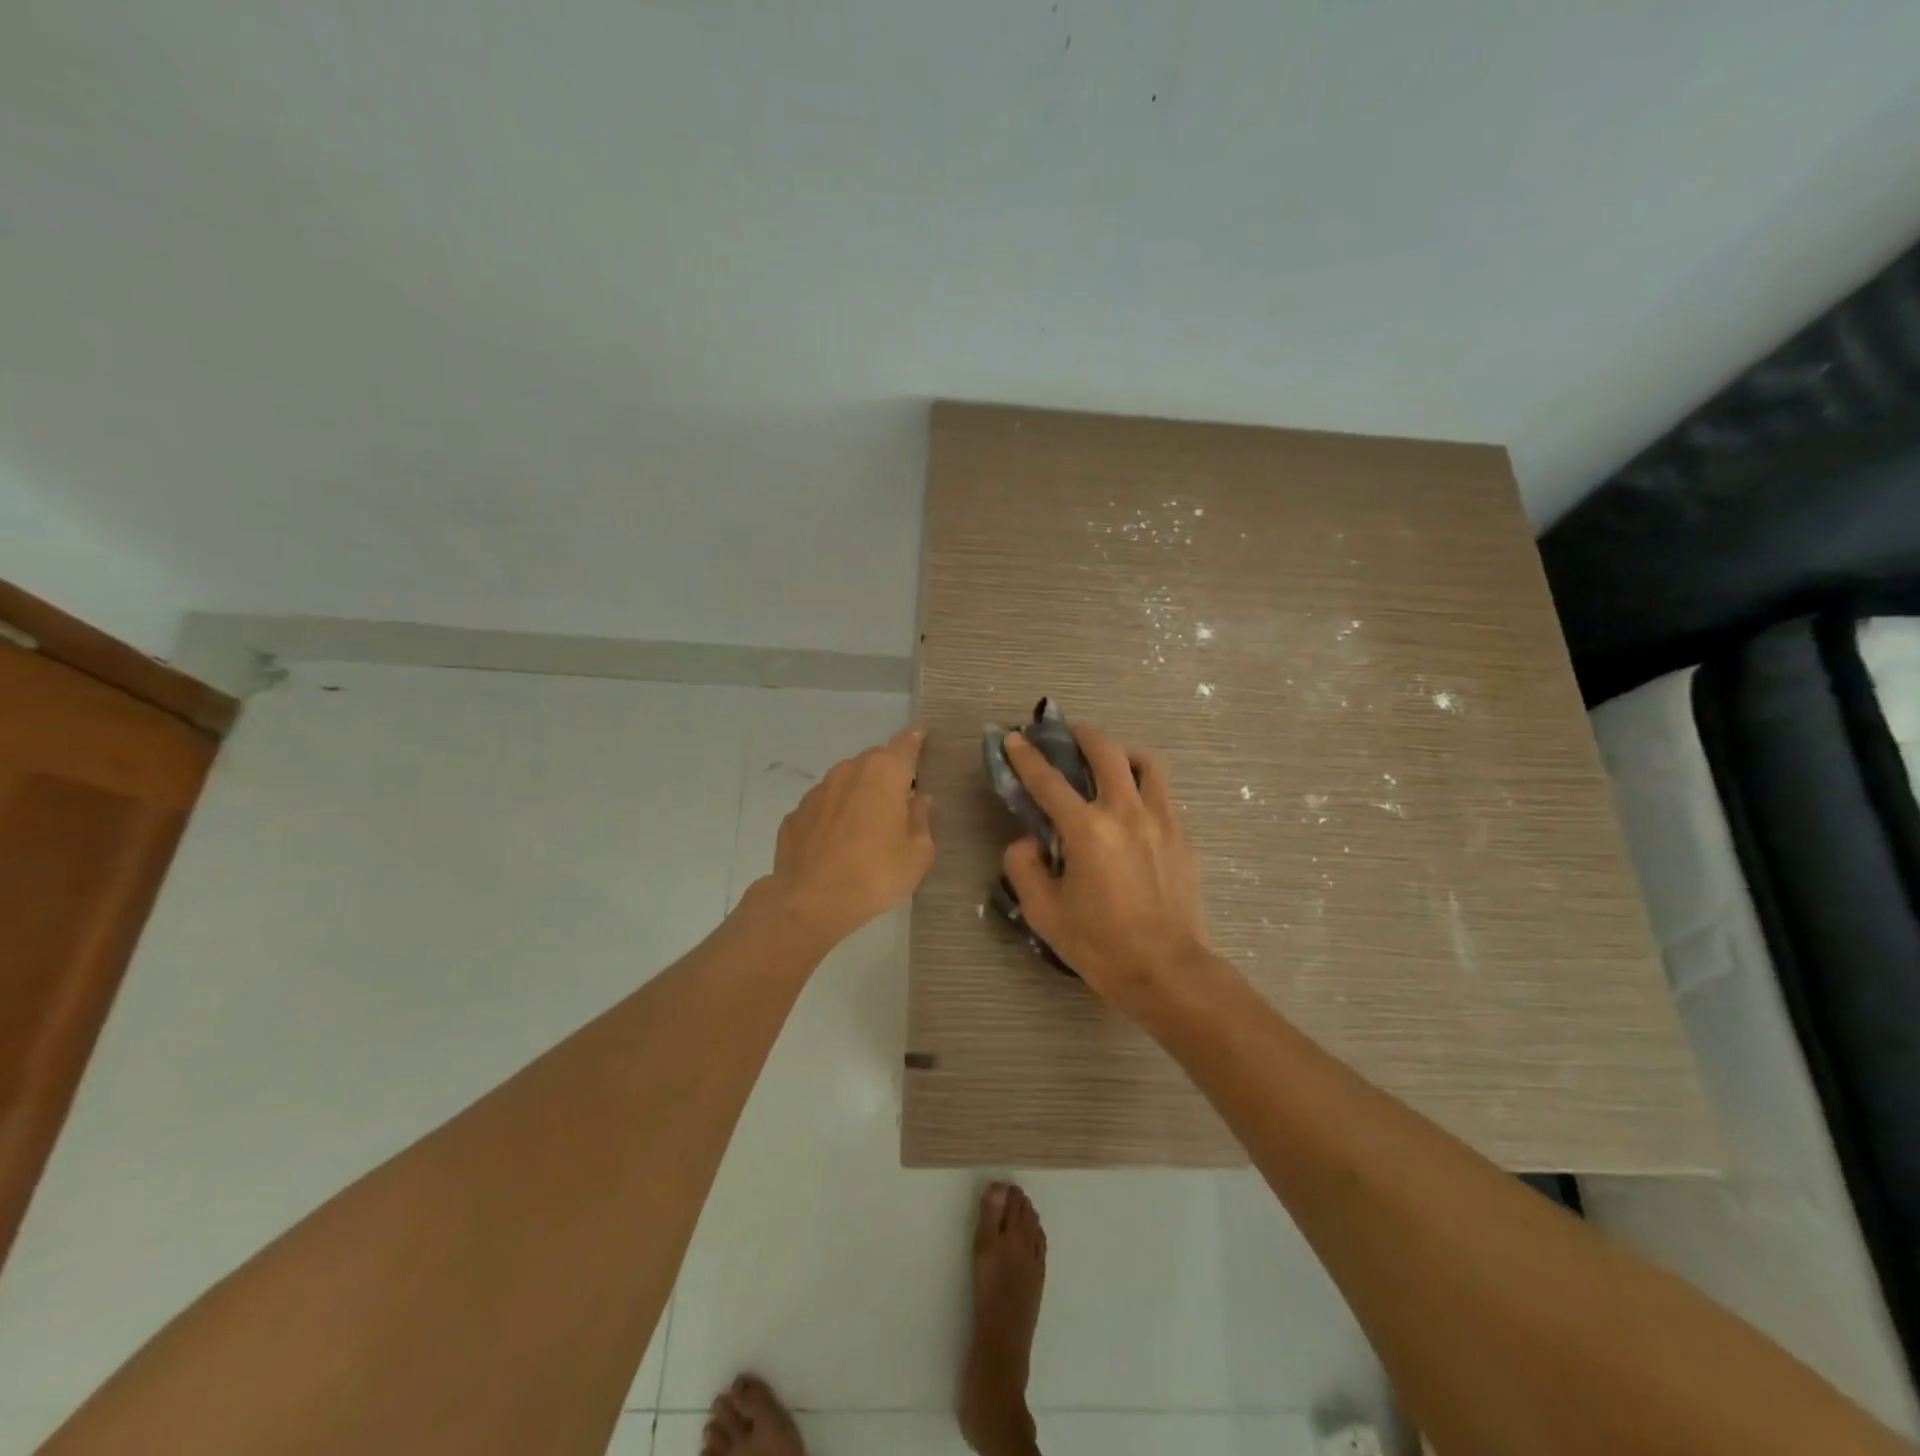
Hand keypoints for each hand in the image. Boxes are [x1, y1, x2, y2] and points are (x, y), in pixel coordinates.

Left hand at [759, 727, 934, 949]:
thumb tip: (918, 800)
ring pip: (846, 782)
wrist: (809, 902)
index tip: (923, 735)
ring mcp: (817, 791)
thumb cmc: (875, 874)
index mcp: (884, 772)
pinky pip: (825, 807)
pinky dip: (834, 816)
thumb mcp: (917, 853)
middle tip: (900, 801)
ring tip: (867, 826)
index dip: (917, 738)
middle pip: (875, 762)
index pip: (906, 742)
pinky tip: (838, 843)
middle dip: (889, 774)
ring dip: (859, 795)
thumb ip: (921, 819)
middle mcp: (849, 771)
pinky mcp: (795, 814)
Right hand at [1001, 723, 1208, 1007]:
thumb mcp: (1043, 912)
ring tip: (1110, 763)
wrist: (1168, 970)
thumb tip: (1028, 840)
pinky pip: (1162, 794)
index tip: (1014, 738)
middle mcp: (1126, 812)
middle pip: (1105, 751)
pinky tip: (1133, 808)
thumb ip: (1024, 867)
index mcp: (1087, 829)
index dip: (1026, 756)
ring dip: (1122, 753)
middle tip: (1068, 733)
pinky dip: (1143, 786)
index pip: (1048, 780)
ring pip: (1146, 763)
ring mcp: (1161, 820)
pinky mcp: (1183, 836)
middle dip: (1081, 734)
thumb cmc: (1100, 945)